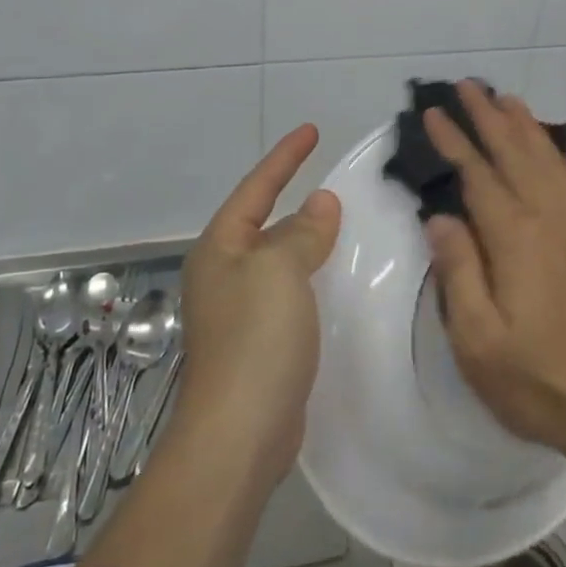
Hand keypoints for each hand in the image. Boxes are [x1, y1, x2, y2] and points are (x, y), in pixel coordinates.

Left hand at [176, 125, 339, 488]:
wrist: (238, 436)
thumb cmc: (255, 339)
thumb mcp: (279, 270)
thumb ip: (302, 232)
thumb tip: (320, 203)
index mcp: (220, 248)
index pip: (256, 188)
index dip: (285, 157)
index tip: (312, 130)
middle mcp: (224, 274)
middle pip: (265, 222)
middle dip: (295, 199)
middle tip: (336, 181)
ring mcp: (241, 312)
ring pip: (280, 260)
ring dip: (309, 240)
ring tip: (346, 224)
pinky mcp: (261, 345)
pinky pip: (291, 293)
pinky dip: (314, 277)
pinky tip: (339, 280)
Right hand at [424, 82, 565, 464]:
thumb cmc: (538, 379)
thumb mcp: (478, 341)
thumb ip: (458, 273)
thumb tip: (440, 217)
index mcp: (514, 237)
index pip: (477, 174)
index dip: (453, 141)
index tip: (432, 112)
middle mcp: (547, 218)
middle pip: (513, 153)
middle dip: (487, 116)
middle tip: (466, 85)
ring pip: (547, 159)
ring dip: (524, 125)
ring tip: (505, 98)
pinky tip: (565, 140)